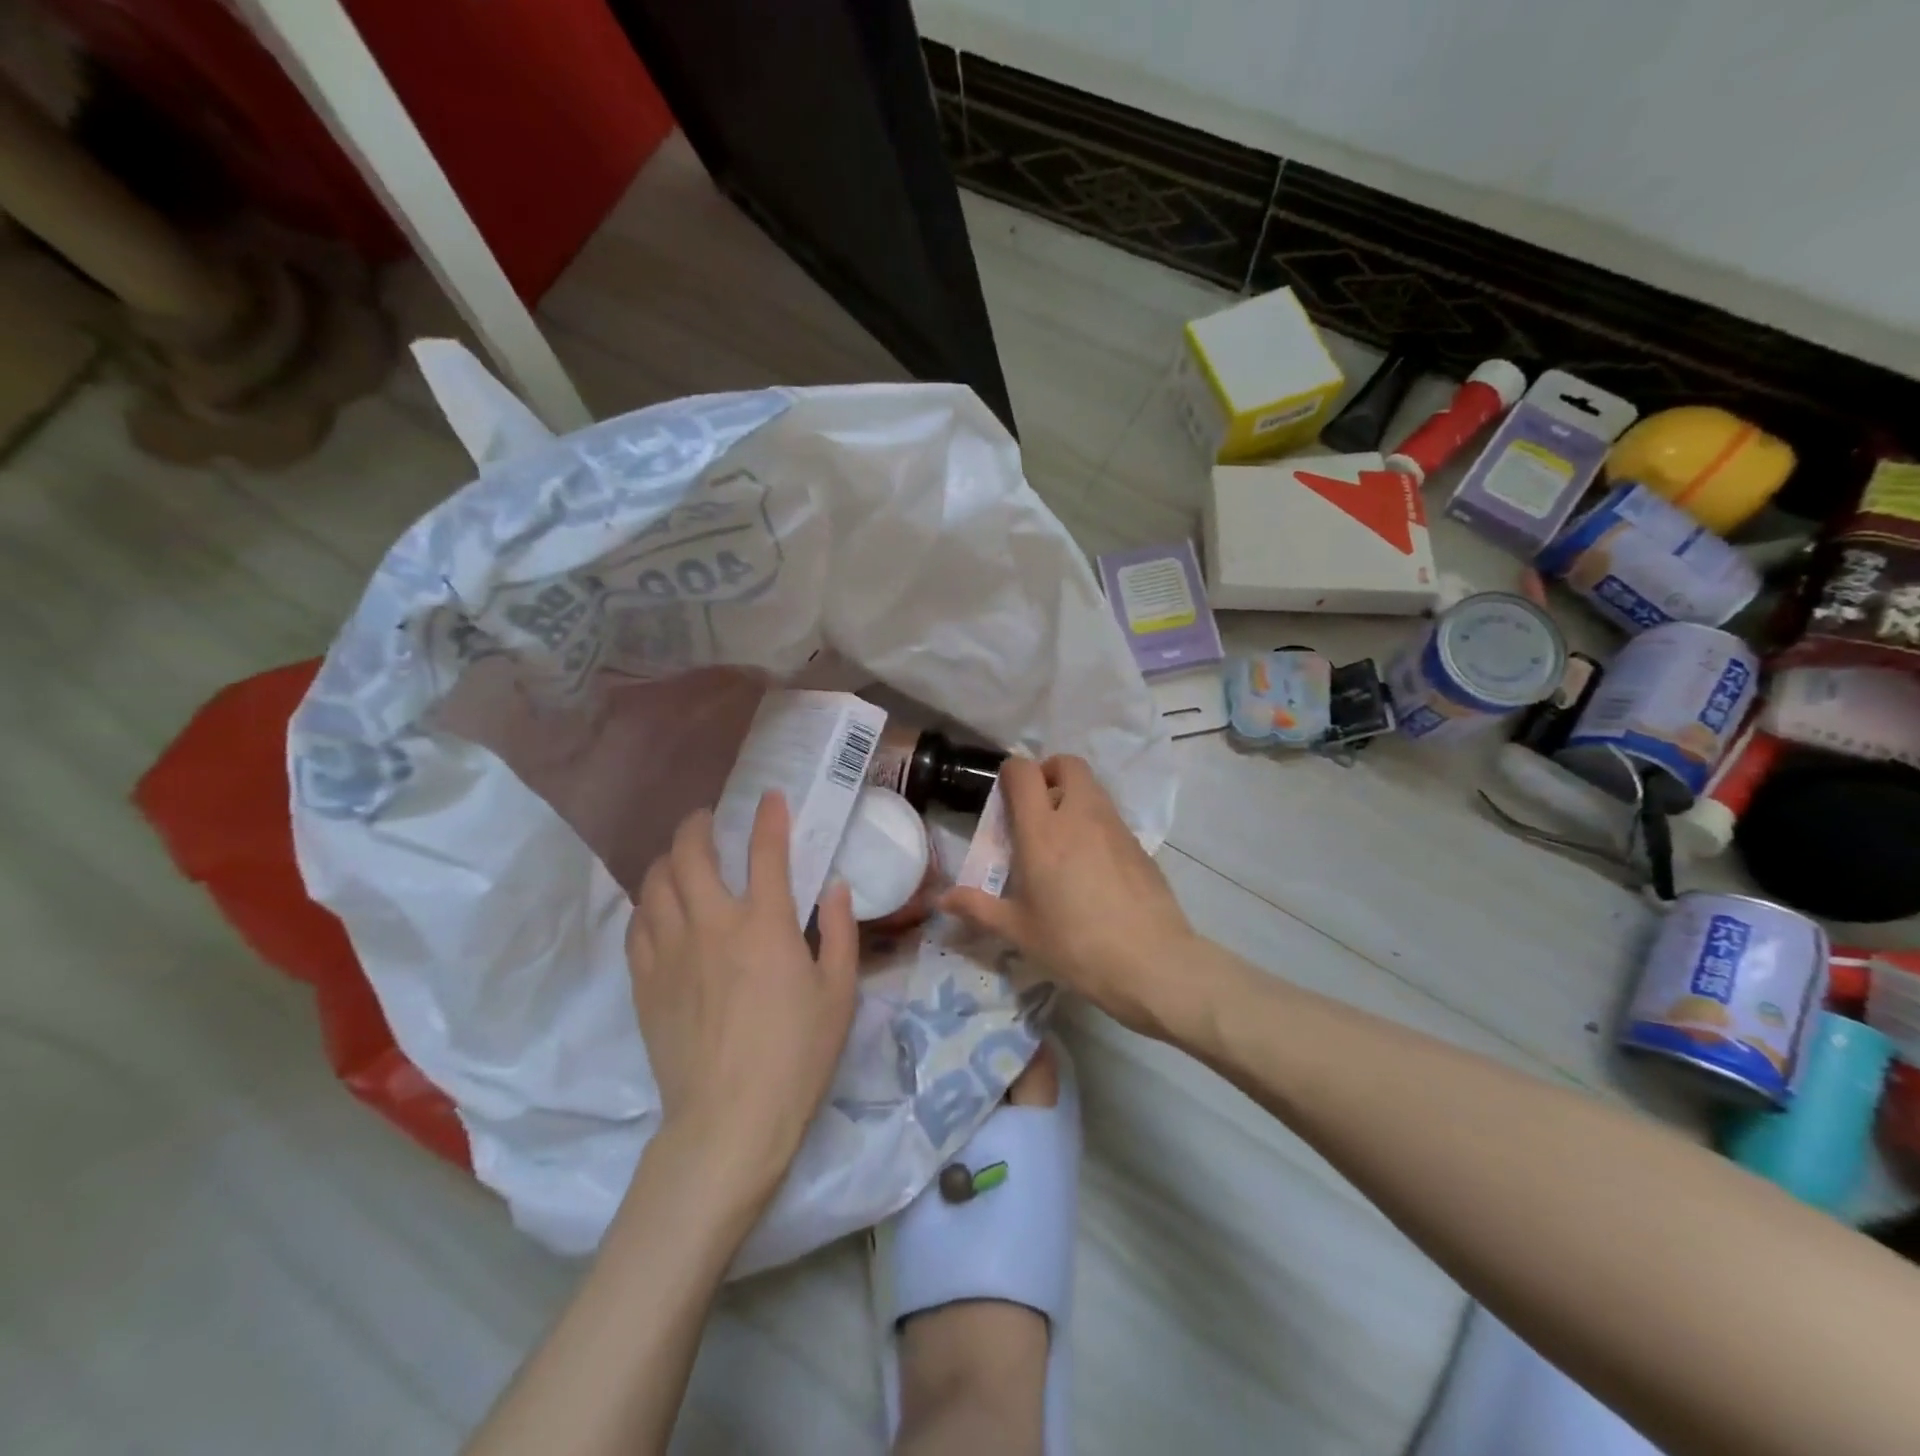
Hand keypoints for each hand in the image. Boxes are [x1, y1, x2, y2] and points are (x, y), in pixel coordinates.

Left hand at [626, 792, 858, 1205]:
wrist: (729, 1121)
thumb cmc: (796, 1056)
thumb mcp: (839, 993)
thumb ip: (843, 932)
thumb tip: (837, 887)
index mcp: (765, 925)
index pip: (766, 851)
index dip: (769, 817)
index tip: (770, 797)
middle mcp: (712, 925)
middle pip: (691, 854)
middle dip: (698, 825)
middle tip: (708, 821)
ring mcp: (671, 952)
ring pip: (655, 883)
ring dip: (669, 860)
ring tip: (681, 859)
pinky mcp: (645, 982)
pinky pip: (638, 924)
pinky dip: (649, 904)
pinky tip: (659, 908)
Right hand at [943, 755, 1195, 1036]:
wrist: (1151, 961)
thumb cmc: (1074, 944)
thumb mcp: (1019, 930)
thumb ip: (978, 908)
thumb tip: (941, 900)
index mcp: (1042, 831)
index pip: (1024, 772)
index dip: (1011, 773)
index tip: (1004, 796)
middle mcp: (1079, 815)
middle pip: (1067, 764)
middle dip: (1048, 773)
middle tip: (1036, 809)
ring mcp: (1114, 826)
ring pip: (1092, 787)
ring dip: (1073, 797)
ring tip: (1061, 840)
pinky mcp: (1138, 844)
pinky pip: (1110, 816)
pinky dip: (1095, 823)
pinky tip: (1091, 865)